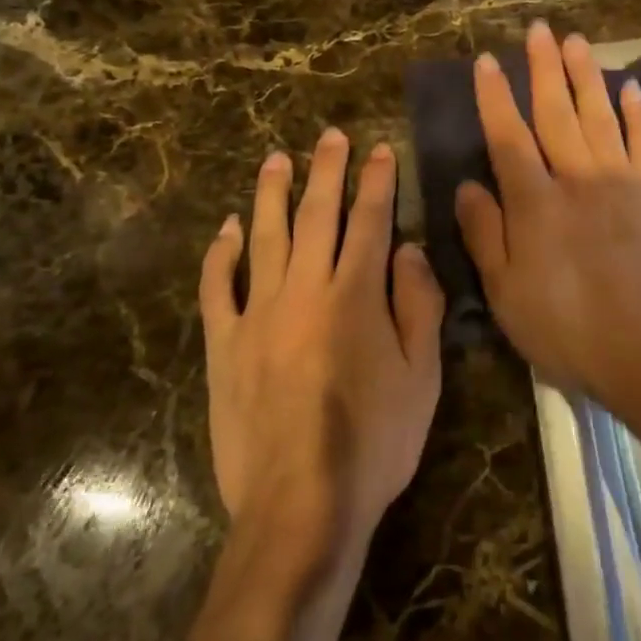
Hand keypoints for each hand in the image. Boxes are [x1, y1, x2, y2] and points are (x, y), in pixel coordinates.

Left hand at [199, 130, 443, 576]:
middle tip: (328, 136)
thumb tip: (406, 249)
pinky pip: (217, 287)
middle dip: (325, 170)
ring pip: (264, 237)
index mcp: (355, 296)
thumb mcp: (422, 377)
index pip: (369, 221)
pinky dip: (222, 253)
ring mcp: (257, 315)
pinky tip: (228, 228)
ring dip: (271, 193)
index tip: (379, 149)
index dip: (376, 181)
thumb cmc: (375, 443)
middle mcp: (304, 291)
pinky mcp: (224, 345)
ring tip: (276, 158)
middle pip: (315, 215)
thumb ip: (418, 305)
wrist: (301, 504)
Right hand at [455, 22, 640, 412]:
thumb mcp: (506, 292)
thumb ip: (485, 233)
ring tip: (576, 41)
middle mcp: (577, 178)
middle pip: (556, 112)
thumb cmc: (565, 328)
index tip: (486, 61)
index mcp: (535, 201)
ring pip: (599, 116)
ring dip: (586, 76)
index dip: (495, 97)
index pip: (508, 135)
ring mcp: (622, 182)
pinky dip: (638, 113)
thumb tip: (467, 186)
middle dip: (543, 68)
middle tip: (538, 30)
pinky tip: (629, 88)